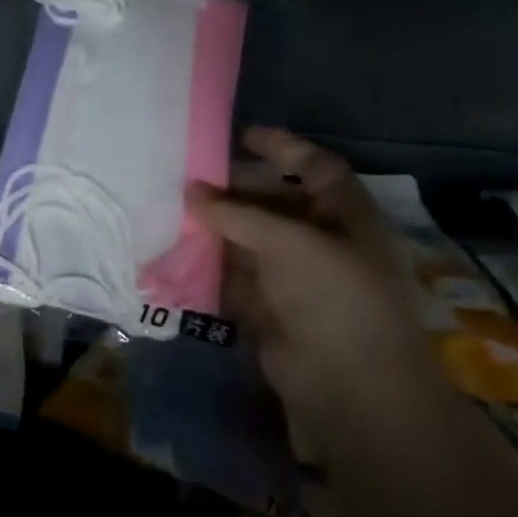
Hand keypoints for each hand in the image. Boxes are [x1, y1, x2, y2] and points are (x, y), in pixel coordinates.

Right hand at [189, 128, 439, 416]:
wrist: (346, 381)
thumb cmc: (333, 297)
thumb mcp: (289, 242)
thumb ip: (237, 214)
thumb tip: (191, 191)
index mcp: (345, 216)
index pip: (315, 167)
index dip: (282, 148)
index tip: (241, 135)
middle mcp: (320, 241)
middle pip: (274, 203)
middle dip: (234, 190)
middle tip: (188, 178)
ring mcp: (292, 276)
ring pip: (248, 240)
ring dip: (215, 228)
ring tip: (171, 210)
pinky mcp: (266, 307)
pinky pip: (232, 276)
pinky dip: (207, 265)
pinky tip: (174, 252)